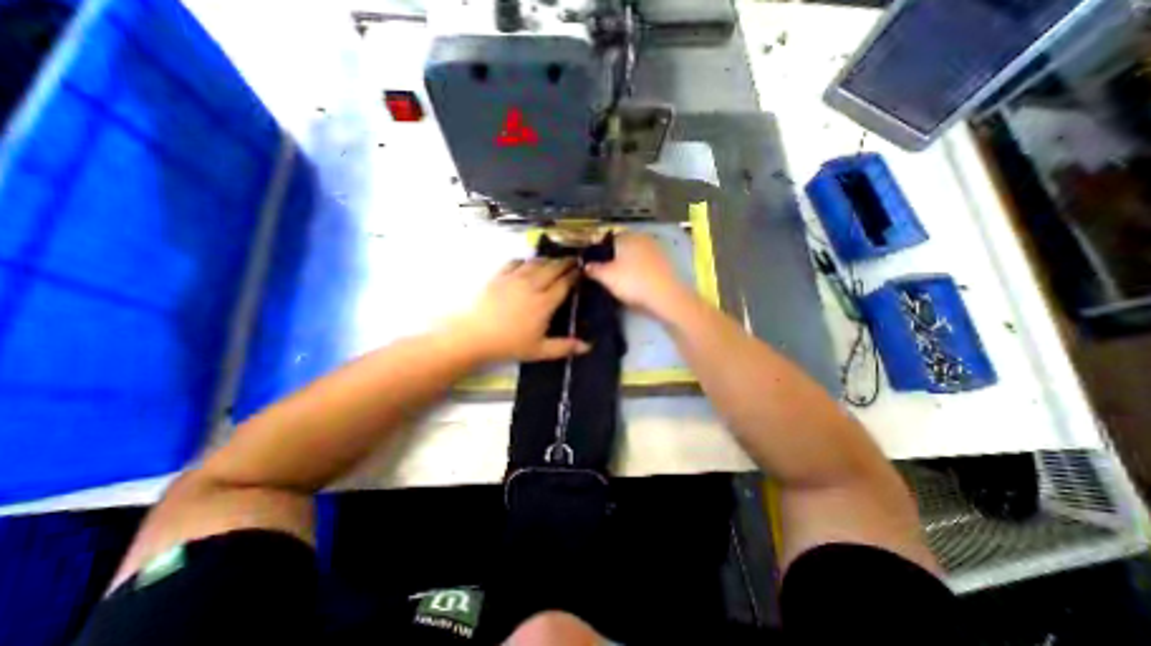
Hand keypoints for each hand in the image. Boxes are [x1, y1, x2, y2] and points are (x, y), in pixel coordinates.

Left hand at [453, 257, 586, 362]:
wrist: (473, 335)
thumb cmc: (508, 344)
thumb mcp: (539, 350)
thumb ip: (564, 347)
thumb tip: (587, 347)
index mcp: (544, 303)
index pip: (564, 284)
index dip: (574, 276)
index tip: (580, 271)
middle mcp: (532, 286)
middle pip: (552, 269)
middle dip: (564, 263)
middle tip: (572, 260)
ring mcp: (514, 278)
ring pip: (535, 263)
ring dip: (547, 260)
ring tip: (553, 260)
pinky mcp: (499, 276)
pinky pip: (515, 262)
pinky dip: (524, 260)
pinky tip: (526, 263)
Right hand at [587, 235, 691, 320]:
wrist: (665, 297)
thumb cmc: (632, 281)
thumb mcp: (606, 276)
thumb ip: (593, 269)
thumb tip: (585, 266)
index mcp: (627, 236)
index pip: (607, 241)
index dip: (598, 253)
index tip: (593, 267)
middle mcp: (642, 239)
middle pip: (622, 249)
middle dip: (613, 260)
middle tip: (604, 276)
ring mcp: (656, 251)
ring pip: (634, 257)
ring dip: (626, 267)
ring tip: (618, 283)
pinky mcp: (665, 265)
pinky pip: (645, 266)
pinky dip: (638, 273)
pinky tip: (634, 286)